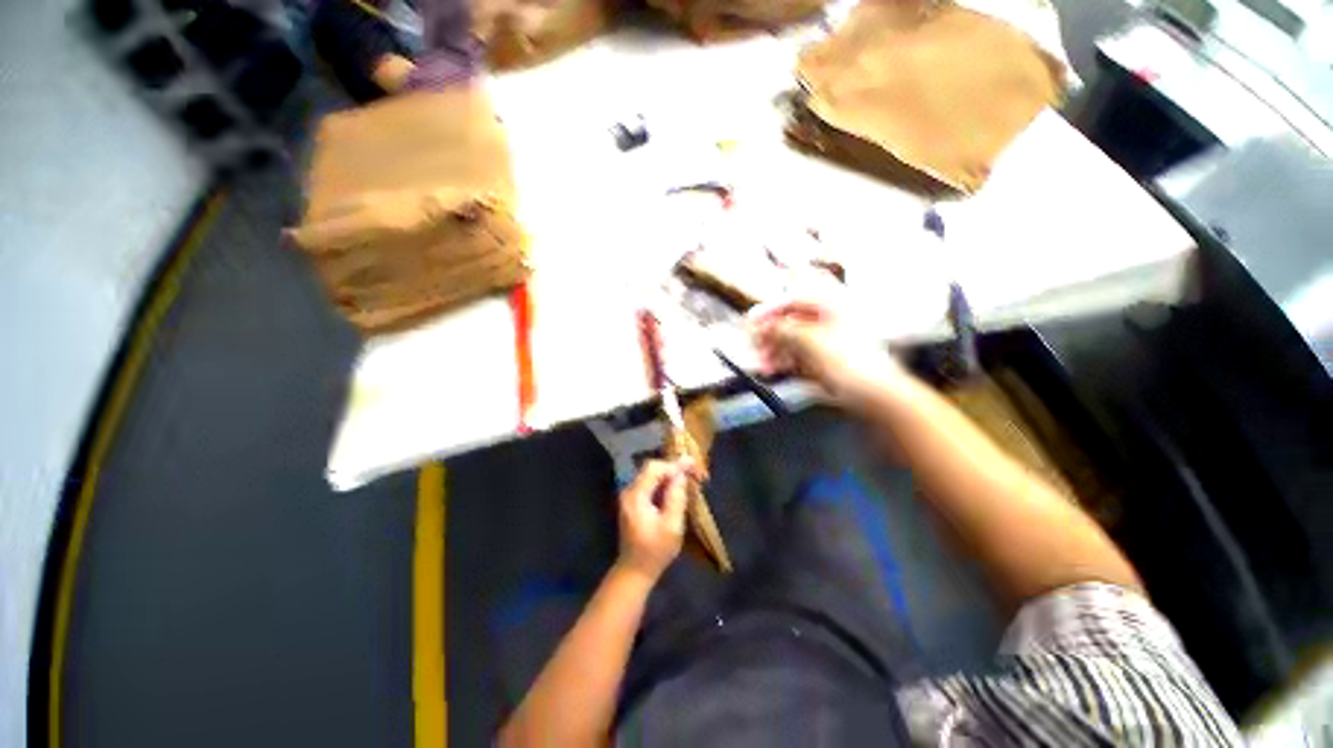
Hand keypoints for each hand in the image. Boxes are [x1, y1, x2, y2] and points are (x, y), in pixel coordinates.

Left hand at [616, 460, 691, 581]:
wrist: (634, 571)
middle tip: (693, 472)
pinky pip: (650, 484)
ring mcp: (629, 496)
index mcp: (636, 496)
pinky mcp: (633, 502)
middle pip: (652, 469)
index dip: (674, 465)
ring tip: (688, 479)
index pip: (654, 468)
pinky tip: (676, 490)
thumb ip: (676, 498)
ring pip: (651, 476)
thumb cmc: (655, 551)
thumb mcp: (671, 526)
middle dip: (673, 468)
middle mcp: (629, 491)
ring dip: (670, 475)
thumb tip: (681, 475)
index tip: (693, 465)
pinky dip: (664, 484)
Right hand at [748, 299, 902, 401]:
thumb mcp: (811, 342)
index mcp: (835, 303)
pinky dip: (784, 359)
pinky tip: (773, 368)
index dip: (771, 308)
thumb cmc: (854, 365)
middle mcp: (832, 316)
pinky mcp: (827, 356)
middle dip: (770, 333)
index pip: (795, 297)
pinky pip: (799, 352)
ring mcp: (829, 337)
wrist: (874, 396)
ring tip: (762, 363)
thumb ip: (783, 330)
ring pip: (793, 337)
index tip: (752, 320)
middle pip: (792, 318)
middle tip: (754, 344)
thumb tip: (763, 325)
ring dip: (774, 349)